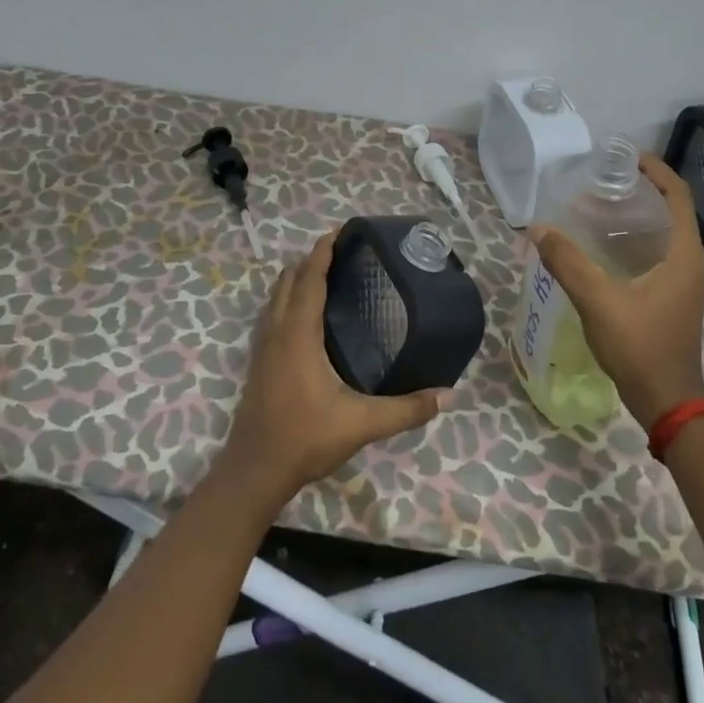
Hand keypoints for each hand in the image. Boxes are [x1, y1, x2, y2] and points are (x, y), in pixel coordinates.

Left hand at [220, 230, 453, 507]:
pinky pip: (272, 314)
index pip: (308, 279)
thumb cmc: (305, 439)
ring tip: (326, 274)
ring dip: (296, 278)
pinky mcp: (258, 361)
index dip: (322, 252)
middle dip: (311, 260)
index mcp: (298, 334)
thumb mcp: (361, 424)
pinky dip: (288, 299)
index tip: (339, 232)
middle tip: (342, 252)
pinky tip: (307, 315)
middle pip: (288, 280)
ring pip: (276, 296)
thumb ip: (406, 409)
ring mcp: (262, 346)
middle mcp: (277, 331)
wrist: (254, 471)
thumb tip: (449, 395)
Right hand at [529, 152, 703, 428]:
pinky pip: (653, 256)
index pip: (678, 196)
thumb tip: (537, 229)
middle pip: (669, 212)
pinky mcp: (670, 299)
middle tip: (598, 185)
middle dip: (636, 193)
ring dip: (630, 220)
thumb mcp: (599, 301)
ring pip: (659, 236)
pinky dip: (629, 244)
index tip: (625, 157)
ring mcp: (681, 283)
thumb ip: (567, 262)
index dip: (656, 171)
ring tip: (592, 211)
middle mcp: (689, 263)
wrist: (668, 402)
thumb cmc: (641, 346)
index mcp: (683, 255)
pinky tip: (598, 250)